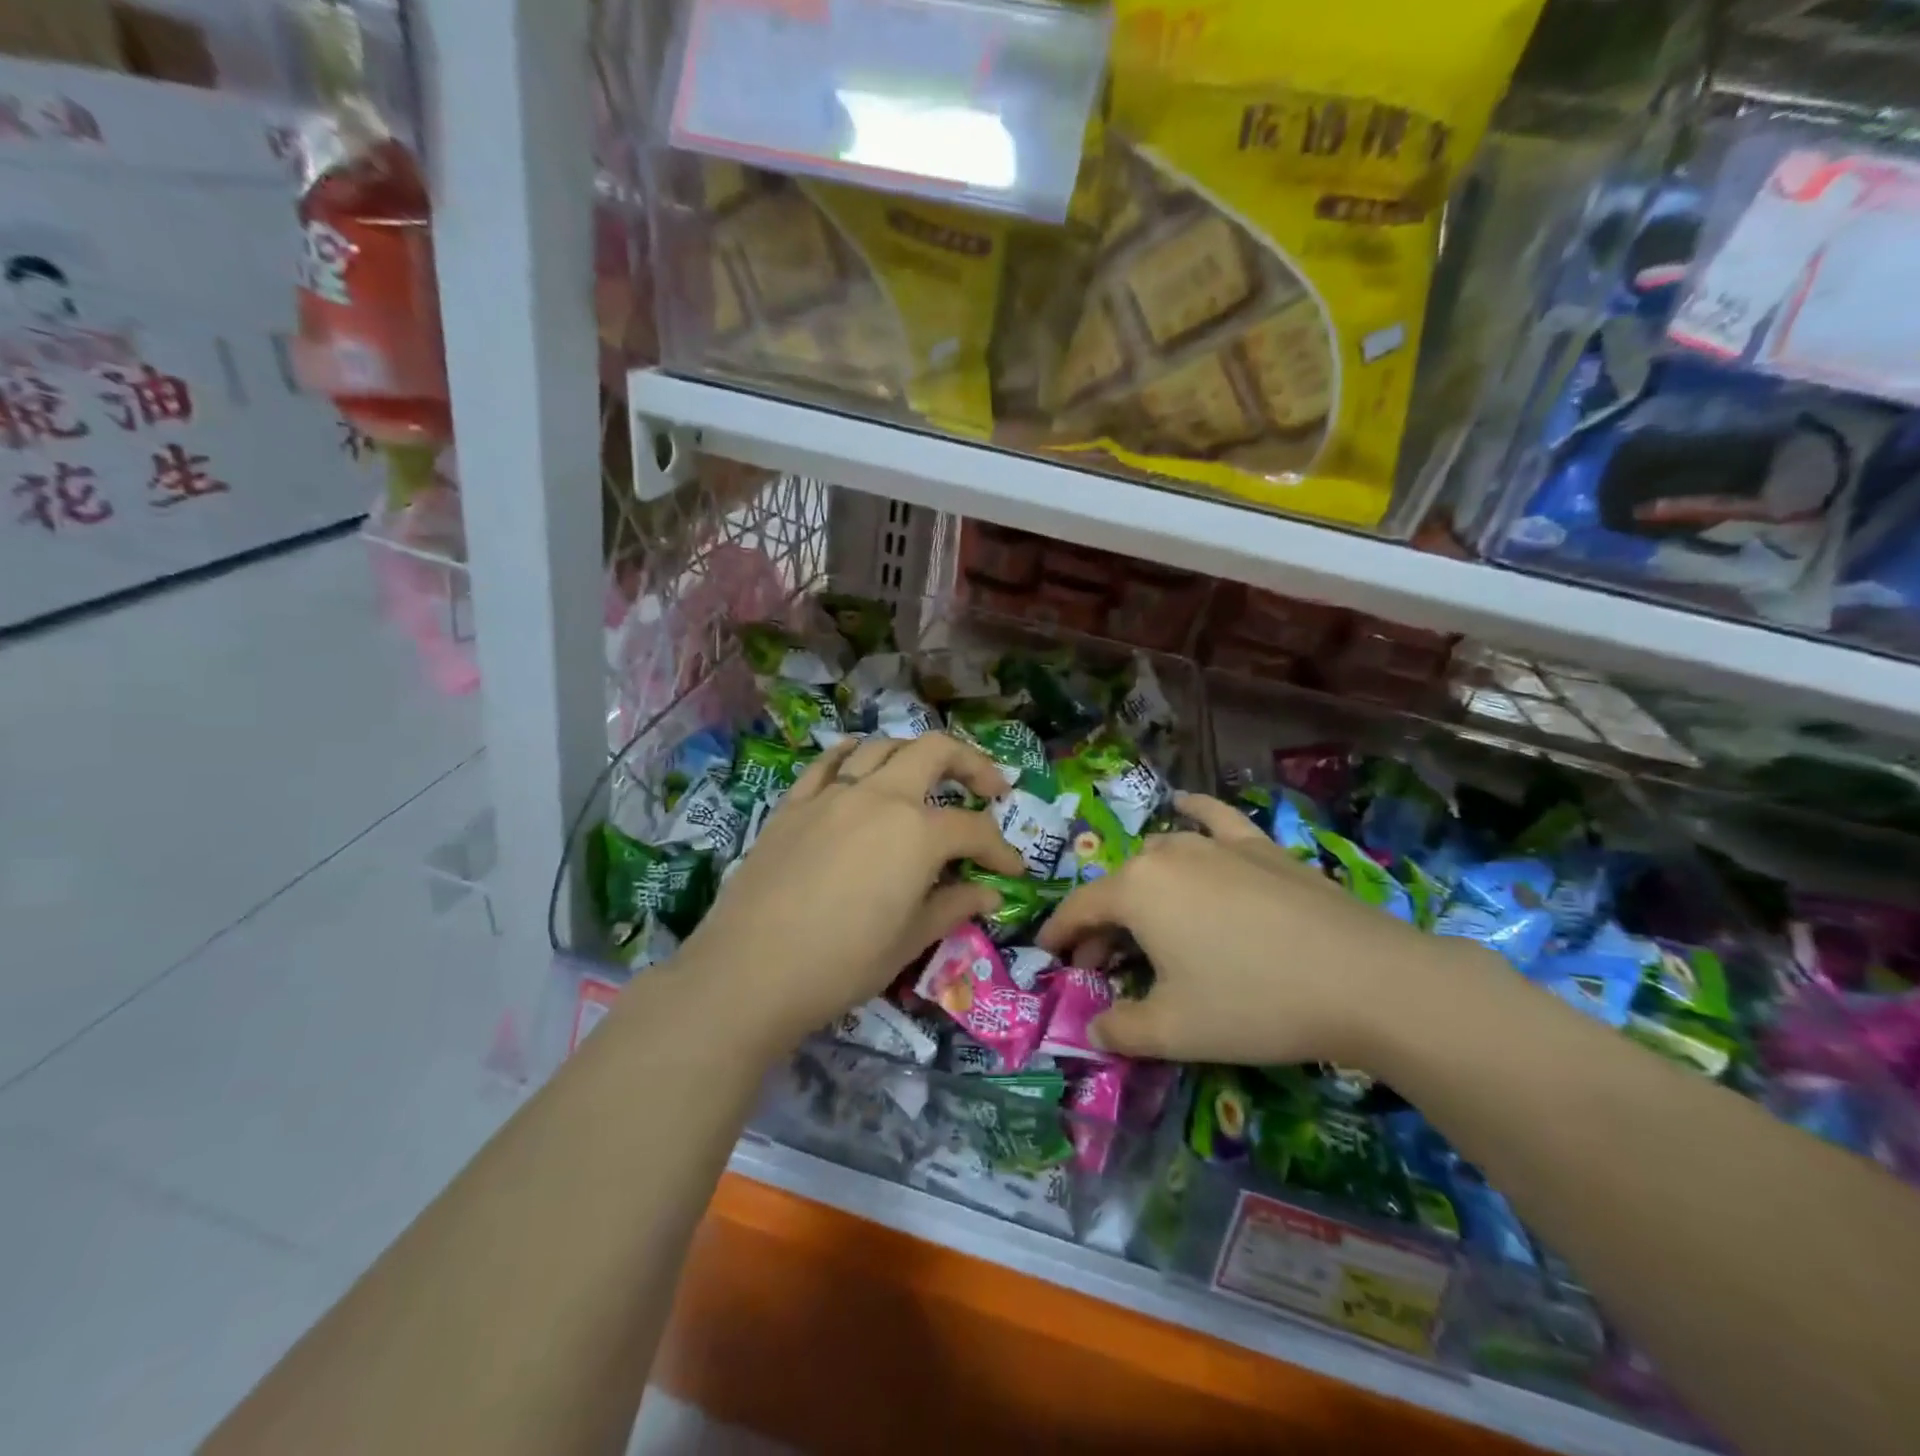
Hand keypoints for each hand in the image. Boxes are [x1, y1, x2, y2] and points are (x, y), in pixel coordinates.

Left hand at [680, 733, 1023, 1046]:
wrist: (748, 972)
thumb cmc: (840, 964)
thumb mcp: (908, 941)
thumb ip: (952, 907)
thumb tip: (989, 894)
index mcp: (916, 832)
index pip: (973, 828)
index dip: (1000, 849)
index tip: (1013, 871)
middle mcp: (879, 797)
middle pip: (935, 752)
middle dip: (971, 763)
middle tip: (990, 788)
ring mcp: (832, 794)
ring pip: (882, 747)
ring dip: (915, 754)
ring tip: (927, 777)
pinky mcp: (794, 804)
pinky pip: (829, 762)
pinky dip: (854, 755)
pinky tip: (860, 763)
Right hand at [1038, 793, 1485, 1067]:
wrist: (1363, 980)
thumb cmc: (1254, 1003)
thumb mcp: (1173, 1031)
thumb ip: (1120, 1030)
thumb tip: (1095, 1028)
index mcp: (1136, 890)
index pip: (1080, 910)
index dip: (1059, 935)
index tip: (1048, 956)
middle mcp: (1168, 854)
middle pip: (1118, 887)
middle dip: (1102, 926)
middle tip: (1106, 968)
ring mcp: (1217, 844)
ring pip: (1159, 855)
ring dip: (1140, 887)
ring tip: (1147, 922)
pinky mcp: (1260, 846)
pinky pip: (1214, 818)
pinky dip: (1193, 811)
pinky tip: (1186, 805)